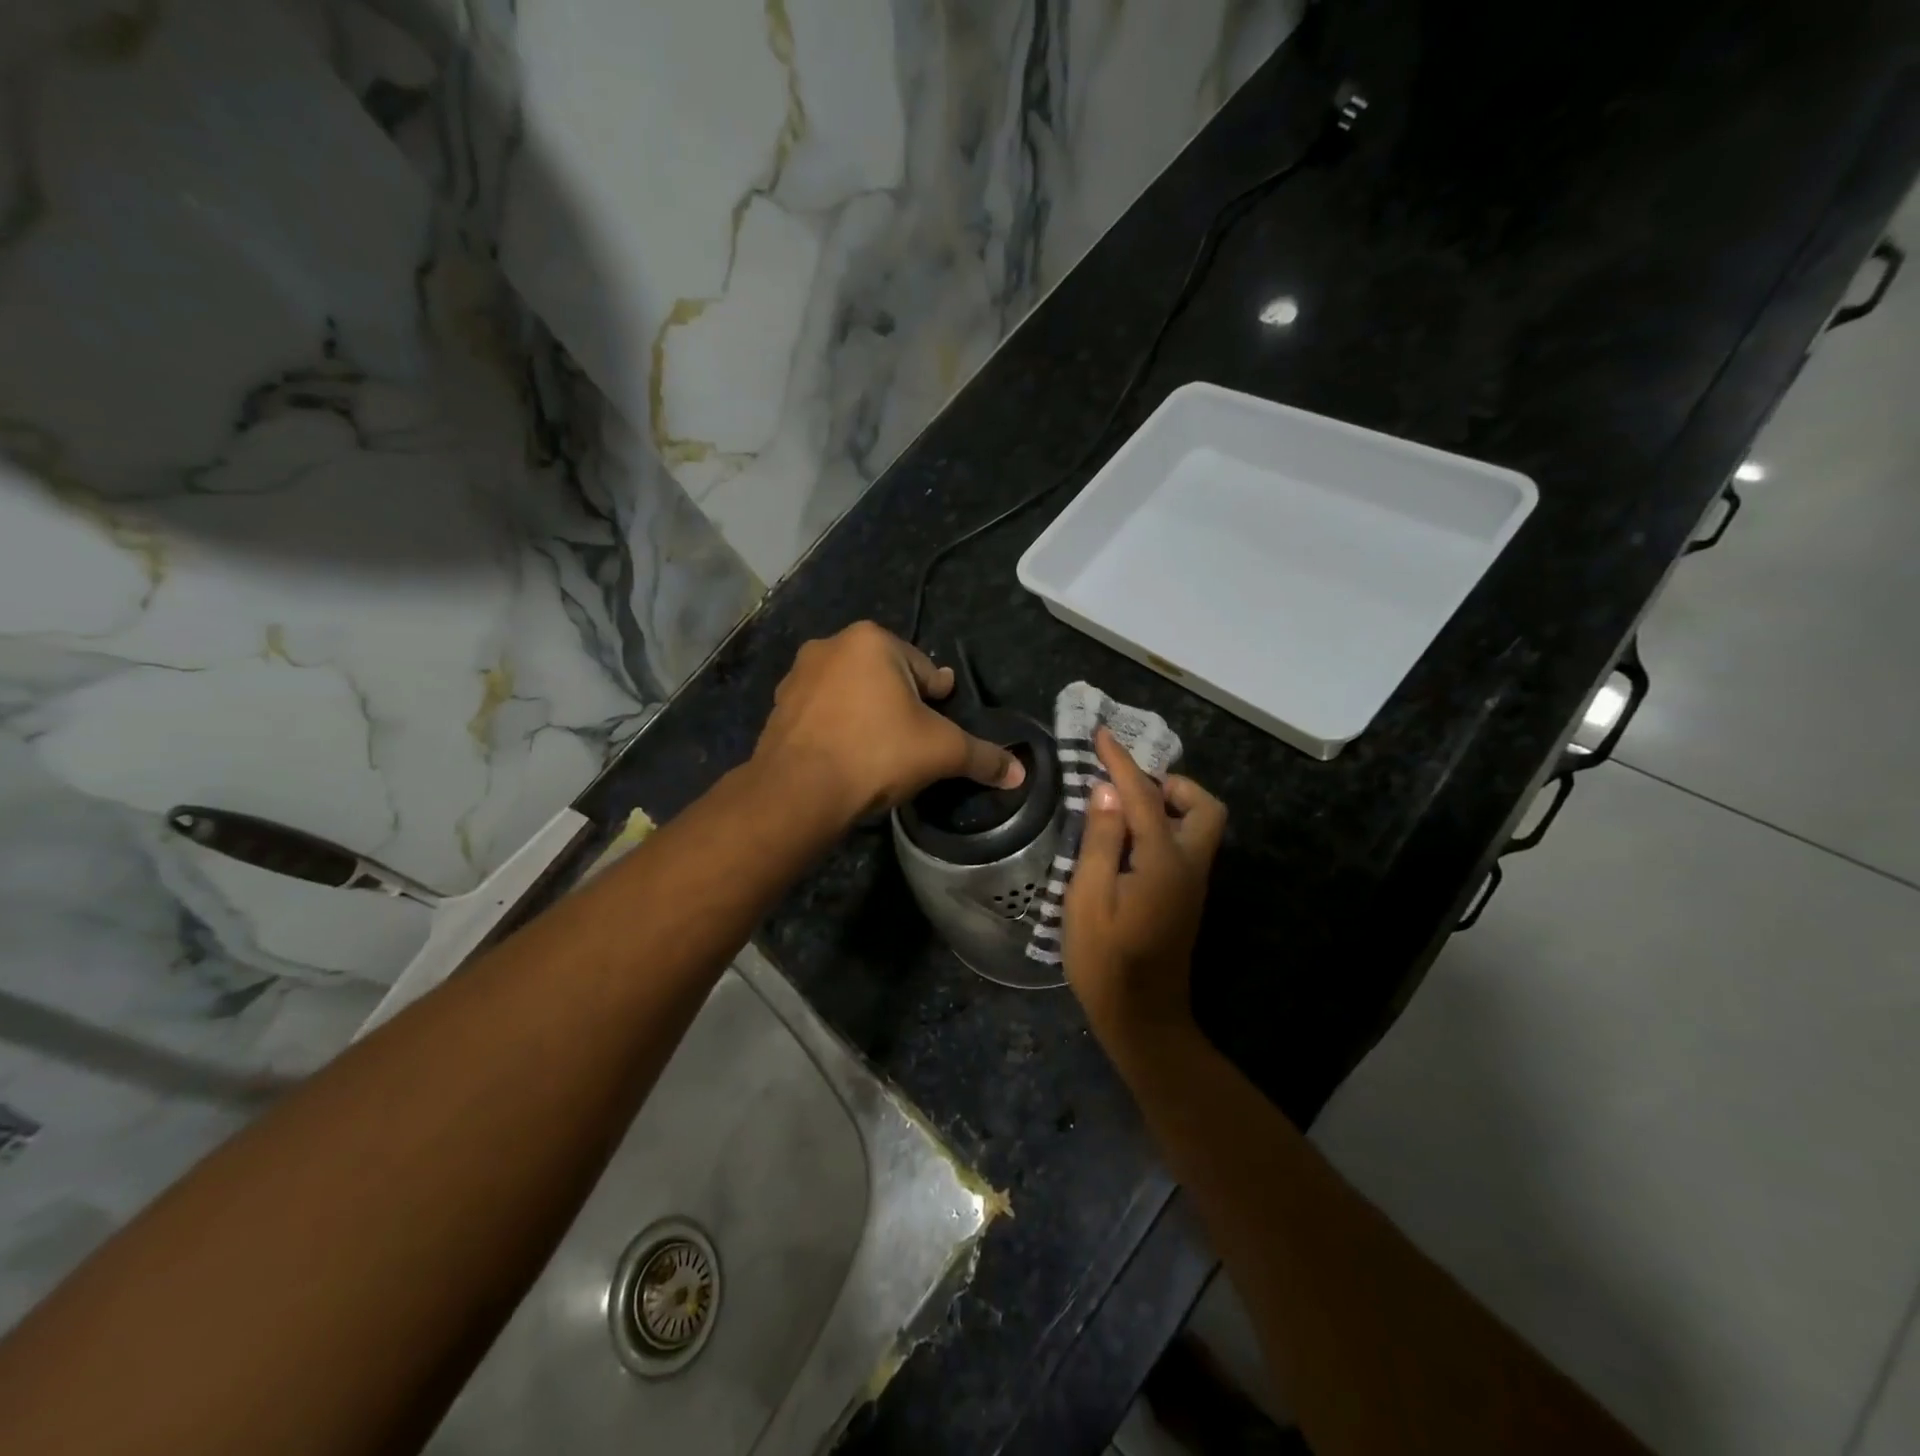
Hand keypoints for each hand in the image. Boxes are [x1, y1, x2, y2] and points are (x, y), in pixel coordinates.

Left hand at [752, 622, 1024, 823]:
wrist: (799, 791)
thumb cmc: (877, 753)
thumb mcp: (941, 752)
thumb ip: (982, 757)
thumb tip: (1019, 773)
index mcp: (872, 640)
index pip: (924, 668)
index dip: (938, 698)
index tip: (940, 721)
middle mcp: (830, 646)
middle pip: (885, 676)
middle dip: (900, 703)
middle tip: (912, 740)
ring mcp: (798, 676)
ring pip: (851, 693)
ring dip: (867, 713)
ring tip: (879, 750)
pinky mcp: (778, 708)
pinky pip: (822, 713)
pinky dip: (838, 728)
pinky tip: (846, 756)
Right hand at [1063, 727, 1225, 1046]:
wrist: (1141, 1018)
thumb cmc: (1106, 960)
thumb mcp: (1088, 897)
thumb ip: (1101, 840)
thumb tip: (1107, 791)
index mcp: (1164, 860)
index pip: (1143, 796)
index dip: (1120, 762)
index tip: (1101, 735)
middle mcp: (1190, 865)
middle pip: (1203, 807)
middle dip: (1171, 784)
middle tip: (1127, 786)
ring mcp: (1193, 884)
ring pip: (1199, 826)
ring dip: (1168, 805)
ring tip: (1122, 808)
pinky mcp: (1186, 898)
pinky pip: (1185, 845)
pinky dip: (1164, 827)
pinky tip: (1127, 840)